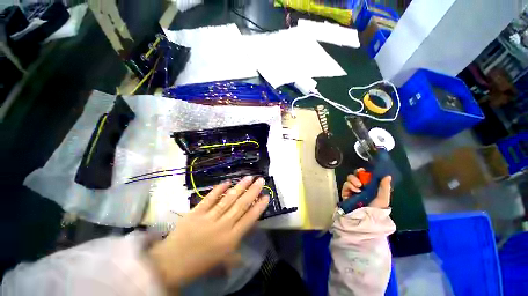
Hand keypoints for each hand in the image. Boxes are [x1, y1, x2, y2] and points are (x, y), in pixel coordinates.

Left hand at [148, 176, 268, 288]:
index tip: (266, 196)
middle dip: (253, 192)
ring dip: (240, 187)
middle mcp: (223, 226)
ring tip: (248, 177)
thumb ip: (236, 252)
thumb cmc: (199, 265)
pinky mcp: (196, 212)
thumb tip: (244, 246)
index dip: (259, 206)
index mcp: (230, 239)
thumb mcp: (222, 261)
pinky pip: (210, 198)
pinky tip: (227, 181)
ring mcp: (209, 217)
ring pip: (228, 199)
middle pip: (241, 205)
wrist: (170, 265)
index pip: (249, 219)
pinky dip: (219, 189)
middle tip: (260, 180)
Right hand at [341, 168, 391, 207]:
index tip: (366, 170)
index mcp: (370, 187)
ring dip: (354, 179)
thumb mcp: (383, 198)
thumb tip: (387, 175)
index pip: (366, 176)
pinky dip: (350, 185)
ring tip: (359, 185)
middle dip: (358, 173)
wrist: (364, 218)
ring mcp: (352, 189)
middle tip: (360, 173)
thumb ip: (384, 187)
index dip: (365, 172)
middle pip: (356, 175)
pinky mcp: (345, 192)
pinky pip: (346, 184)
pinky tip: (355, 190)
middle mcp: (360, 187)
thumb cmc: (375, 209)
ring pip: (350, 178)